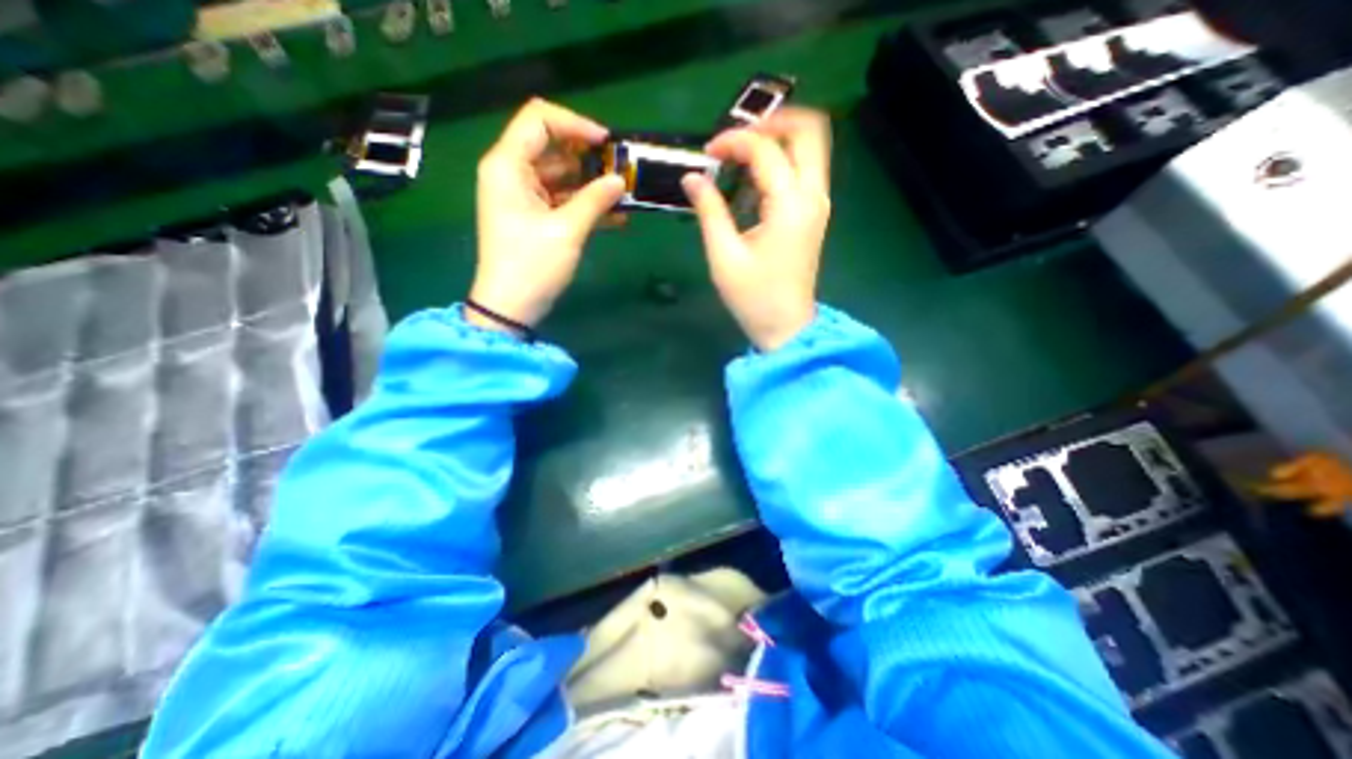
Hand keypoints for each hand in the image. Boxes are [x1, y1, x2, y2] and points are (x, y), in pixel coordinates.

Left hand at [471, 96, 627, 328]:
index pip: (539, 120)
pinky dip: (585, 205)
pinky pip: (562, 200)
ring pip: (562, 176)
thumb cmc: (532, 266)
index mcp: (508, 166)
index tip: (607, 142)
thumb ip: (594, 200)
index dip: (575, 123)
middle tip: (621, 170)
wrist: (510, 307)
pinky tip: (616, 216)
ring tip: (624, 194)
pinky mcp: (535, 217)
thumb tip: (620, 181)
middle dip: (589, 157)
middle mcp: (512, 174)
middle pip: (552, 147)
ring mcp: (524, 197)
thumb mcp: (566, 230)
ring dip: (591, 184)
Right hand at [683, 106, 828, 348]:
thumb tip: (692, 177)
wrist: (786, 327)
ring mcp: (818, 204)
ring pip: (811, 146)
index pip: (766, 149)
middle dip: (771, 122)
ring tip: (739, 158)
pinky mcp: (814, 214)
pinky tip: (752, 182)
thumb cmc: (753, 297)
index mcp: (790, 206)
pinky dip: (781, 162)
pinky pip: (804, 170)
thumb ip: (709, 211)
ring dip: (777, 140)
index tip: (707, 153)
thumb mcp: (724, 256)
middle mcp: (813, 196)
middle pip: (809, 129)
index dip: (733, 141)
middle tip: (735, 140)